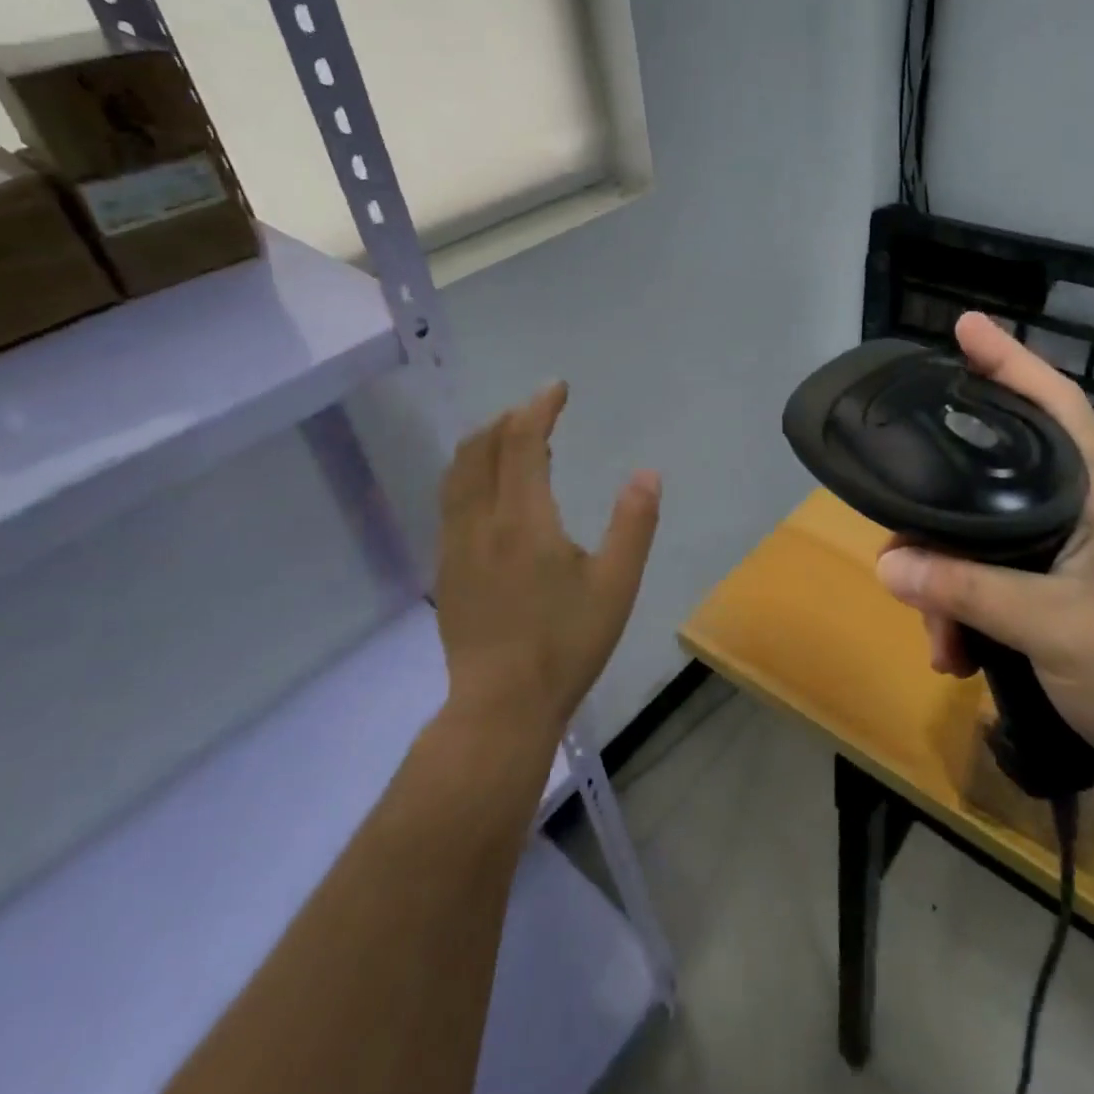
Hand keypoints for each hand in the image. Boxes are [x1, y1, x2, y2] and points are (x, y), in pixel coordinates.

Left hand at [434, 382, 660, 748]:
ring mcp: (456, 544)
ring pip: (458, 472)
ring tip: (509, 436)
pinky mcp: (446, 567)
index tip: (557, 388)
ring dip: (484, 441)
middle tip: (538, 409)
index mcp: (524, 519)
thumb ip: (633, 524)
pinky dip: (469, 472)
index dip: (539, 408)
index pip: (523, 442)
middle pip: (482, 448)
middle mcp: (481, 520)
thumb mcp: (616, 585)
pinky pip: (451, 499)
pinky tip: (487, 488)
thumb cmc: (566, 644)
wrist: (500, 705)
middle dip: (509, 418)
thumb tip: (647, 473)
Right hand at [874, 313, 1093, 782]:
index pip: (1055, 404)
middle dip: (943, 508)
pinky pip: (985, 573)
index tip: (964, 327)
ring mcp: (1063, 548)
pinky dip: (961, 606)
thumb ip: (966, 589)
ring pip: (979, 533)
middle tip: (902, 526)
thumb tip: (886, 562)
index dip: (1010, 360)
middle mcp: (1077, 508)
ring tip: (939, 635)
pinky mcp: (1049, 585)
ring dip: (946, 581)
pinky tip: (954, 650)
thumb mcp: (1049, 626)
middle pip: (994, 472)